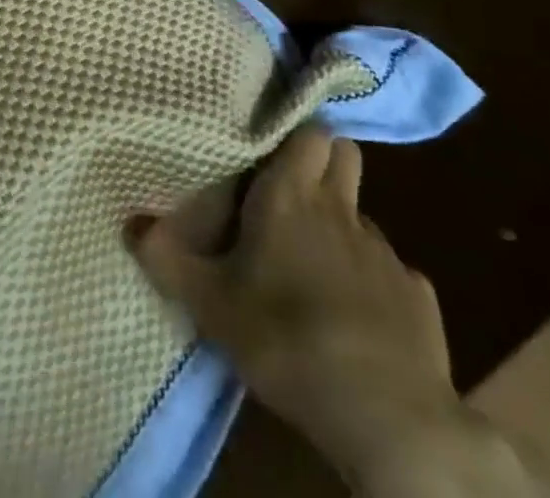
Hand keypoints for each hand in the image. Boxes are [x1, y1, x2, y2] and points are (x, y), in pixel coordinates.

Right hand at [130, 128, 497, 490]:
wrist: (388, 418)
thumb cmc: (286, 339)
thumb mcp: (210, 304)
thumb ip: (166, 258)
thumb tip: (131, 221)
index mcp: (290, 195)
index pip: (309, 131)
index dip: (295, 135)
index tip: (271, 149)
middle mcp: (340, 209)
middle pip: (344, 154)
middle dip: (325, 162)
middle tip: (293, 192)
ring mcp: (385, 252)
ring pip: (362, 216)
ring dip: (343, 229)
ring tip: (317, 267)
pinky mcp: (419, 297)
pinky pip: (392, 274)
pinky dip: (374, 285)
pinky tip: (358, 321)